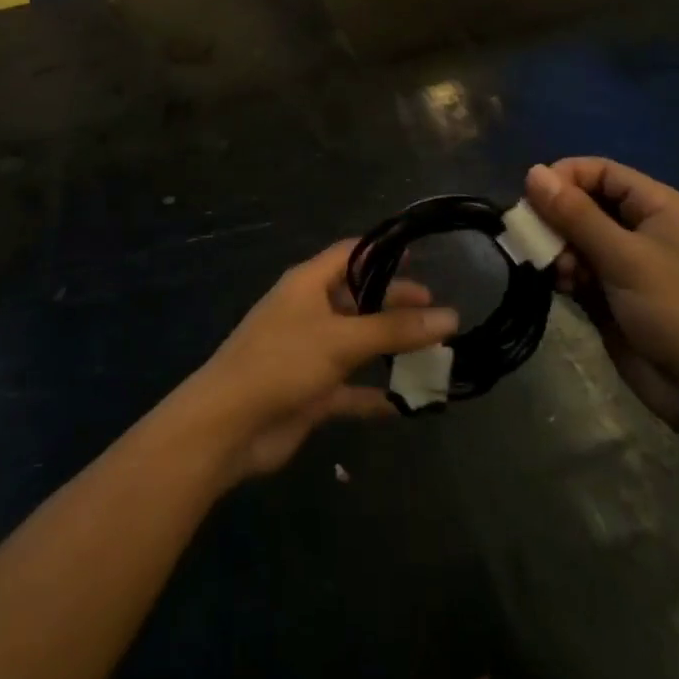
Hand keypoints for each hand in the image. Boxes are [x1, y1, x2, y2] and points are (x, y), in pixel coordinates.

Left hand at [171, 242, 458, 484]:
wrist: (228, 425)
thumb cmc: (282, 362)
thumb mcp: (341, 339)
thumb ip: (394, 329)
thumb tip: (449, 316)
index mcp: (308, 284)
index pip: (350, 254)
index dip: (383, 253)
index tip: (420, 256)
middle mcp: (309, 312)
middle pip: (358, 299)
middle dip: (395, 304)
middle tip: (437, 313)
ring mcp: (310, 353)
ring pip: (358, 344)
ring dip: (390, 349)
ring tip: (435, 354)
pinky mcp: (311, 392)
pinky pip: (352, 389)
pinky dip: (376, 394)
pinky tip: (409, 402)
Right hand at [525, 159, 678, 439]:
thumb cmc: (677, 312)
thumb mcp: (624, 258)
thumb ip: (576, 214)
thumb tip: (532, 171)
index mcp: (659, 207)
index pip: (601, 172)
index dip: (565, 178)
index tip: (532, 197)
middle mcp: (643, 228)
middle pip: (585, 203)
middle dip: (557, 219)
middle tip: (537, 239)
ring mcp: (628, 263)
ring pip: (576, 238)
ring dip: (559, 250)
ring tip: (559, 272)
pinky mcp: (613, 294)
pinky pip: (578, 268)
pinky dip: (565, 273)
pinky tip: (562, 288)